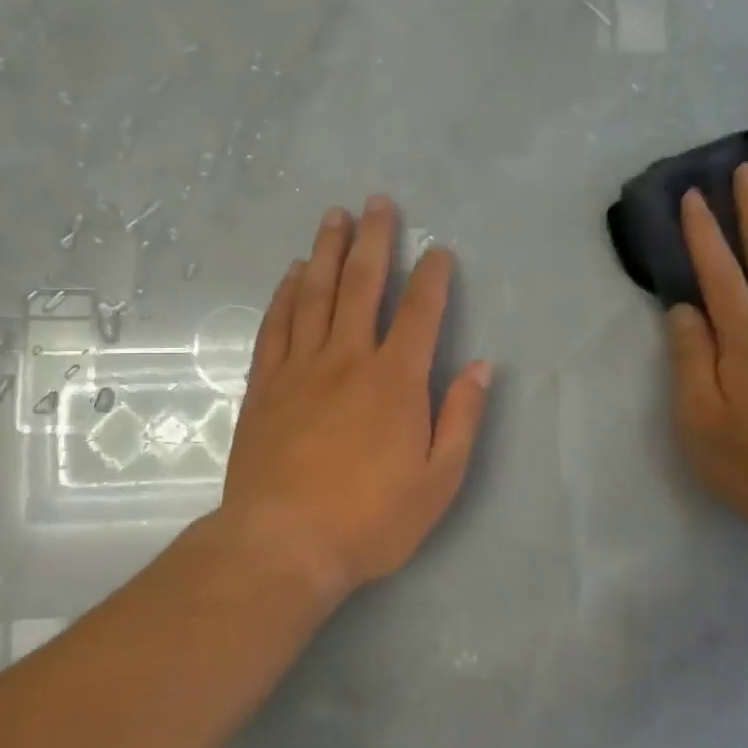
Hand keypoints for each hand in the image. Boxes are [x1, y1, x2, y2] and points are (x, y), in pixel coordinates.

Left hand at [221, 196, 491, 596]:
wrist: (282, 545)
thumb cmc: (369, 520)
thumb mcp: (439, 481)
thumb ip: (461, 419)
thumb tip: (482, 368)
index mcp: (396, 380)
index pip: (421, 312)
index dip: (433, 276)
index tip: (437, 250)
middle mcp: (348, 358)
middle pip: (362, 284)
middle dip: (374, 239)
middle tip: (378, 202)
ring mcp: (300, 368)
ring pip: (315, 294)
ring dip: (327, 251)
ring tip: (334, 218)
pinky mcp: (264, 386)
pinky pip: (276, 326)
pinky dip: (285, 294)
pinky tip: (292, 274)